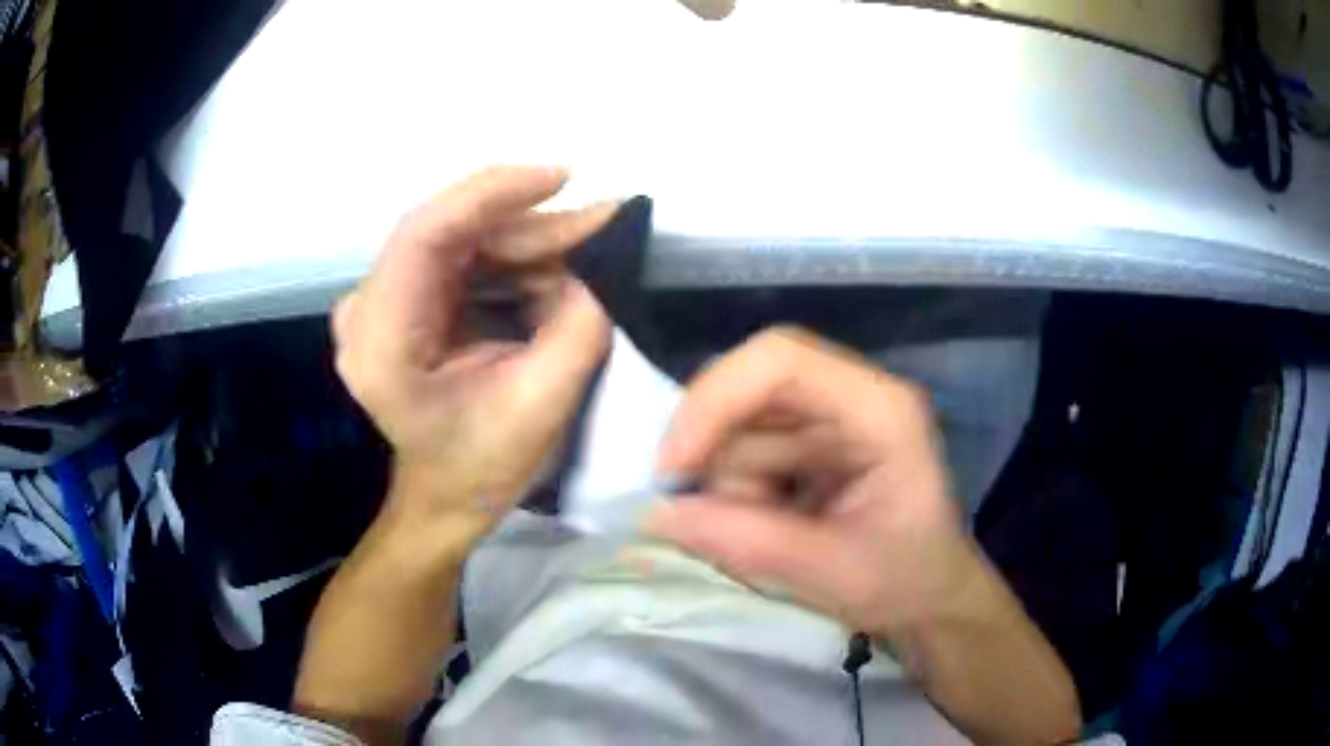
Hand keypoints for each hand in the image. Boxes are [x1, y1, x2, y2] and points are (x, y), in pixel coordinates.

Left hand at [332, 165, 615, 544]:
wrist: (445, 496)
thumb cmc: (483, 467)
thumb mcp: (542, 405)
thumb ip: (578, 327)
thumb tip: (600, 259)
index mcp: (382, 346)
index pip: (423, 236)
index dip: (491, 194)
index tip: (562, 177)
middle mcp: (365, 312)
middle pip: (447, 231)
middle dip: (528, 223)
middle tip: (600, 224)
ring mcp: (377, 302)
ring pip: (458, 238)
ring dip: (525, 240)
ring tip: (588, 249)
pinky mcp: (398, 299)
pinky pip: (459, 254)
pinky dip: (510, 256)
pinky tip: (551, 270)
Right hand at [646, 326, 973, 636]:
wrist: (930, 596)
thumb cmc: (906, 582)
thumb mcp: (832, 574)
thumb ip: (747, 542)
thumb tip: (657, 512)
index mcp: (880, 410)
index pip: (780, 360)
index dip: (714, 401)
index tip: (674, 468)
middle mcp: (853, 394)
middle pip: (748, 385)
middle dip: (713, 451)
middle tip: (702, 514)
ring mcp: (829, 413)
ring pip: (736, 422)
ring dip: (728, 483)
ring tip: (766, 535)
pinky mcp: (809, 437)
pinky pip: (742, 446)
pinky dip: (735, 489)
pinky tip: (768, 523)